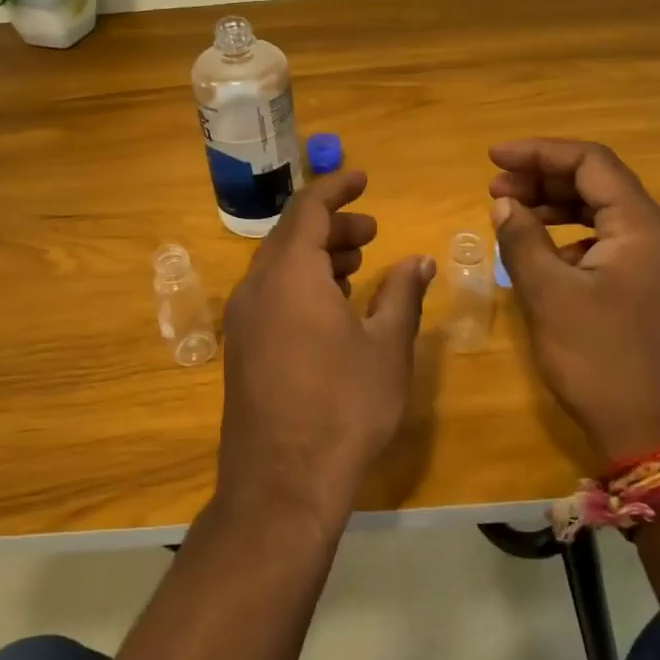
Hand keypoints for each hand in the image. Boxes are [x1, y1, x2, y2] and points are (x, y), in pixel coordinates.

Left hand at [217, 170, 435, 532]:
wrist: (282, 482)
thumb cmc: (344, 406)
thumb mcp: (386, 347)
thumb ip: (402, 295)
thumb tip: (418, 260)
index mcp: (290, 273)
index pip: (310, 209)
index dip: (336, 188)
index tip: (362, 177)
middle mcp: (256, 286)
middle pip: (293, 236)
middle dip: (333, 226)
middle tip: (371, 232)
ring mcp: (243, 319)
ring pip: (280, 266)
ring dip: (318, 256)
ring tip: (357, 265)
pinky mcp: (241, 347)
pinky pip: (271, 295)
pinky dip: (301, 284)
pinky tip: (332, 306)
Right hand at [488, 139, 659, 462]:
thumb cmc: (604, 361)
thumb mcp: (550, 297)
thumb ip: (523, 241)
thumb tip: (505, 204)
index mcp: (641, 226)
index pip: (590, 162)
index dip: (539, 152)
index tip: (493, 158)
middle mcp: (658, 237)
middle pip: (599, 185)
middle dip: (544, 179)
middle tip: (495, 190)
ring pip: (604, 217)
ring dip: (557, 210)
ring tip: (513, 218)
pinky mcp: (654, 295)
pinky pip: (610, 248)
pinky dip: (573, 242)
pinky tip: (544, 261)